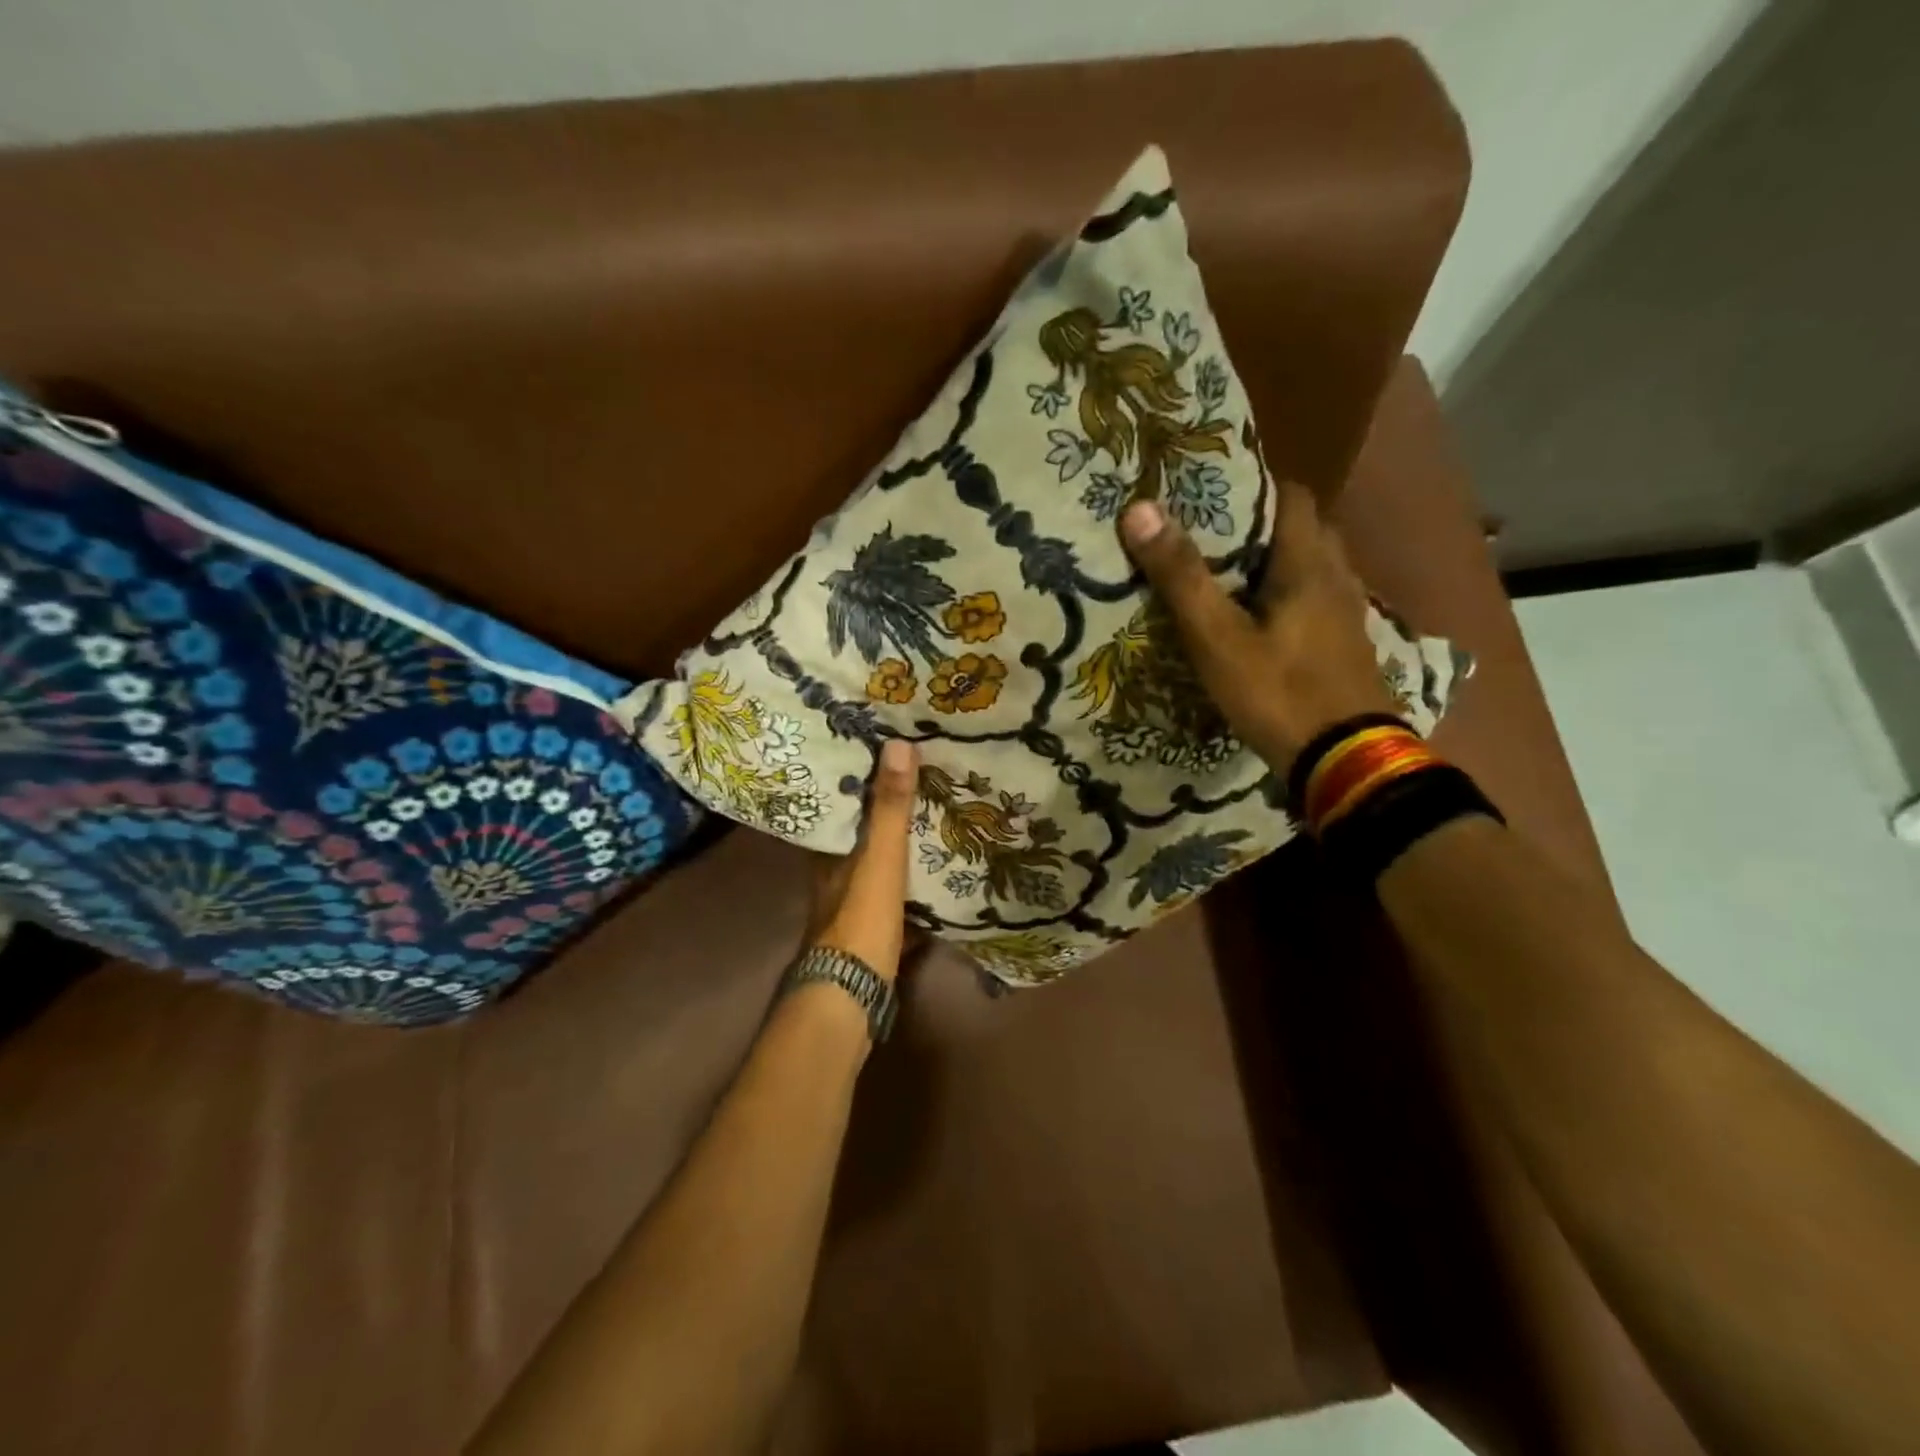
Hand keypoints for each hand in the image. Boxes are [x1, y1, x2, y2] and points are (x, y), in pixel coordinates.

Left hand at [806, 737, 919, 982]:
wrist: (853, 996)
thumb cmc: (861, 920)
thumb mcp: (879, 858)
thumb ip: (889, 808)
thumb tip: (898, 745)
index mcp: (828, 853)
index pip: (838, 805)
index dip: (856, 781)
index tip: (880, 754)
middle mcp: (834, 876)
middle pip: (860, 836)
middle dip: (884, 814)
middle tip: (918, 783)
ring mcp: (853, 906)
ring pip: (877, 867)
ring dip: (899, 848)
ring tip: (932, 820)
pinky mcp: (874, 931)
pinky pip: (896, 898)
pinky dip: (911, 886)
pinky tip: (935, 877)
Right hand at [1121, 481, 1394, 778]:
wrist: (1344, 761)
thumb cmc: (1278, 692)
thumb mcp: (1217, 638)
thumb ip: (1181, 576)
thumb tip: (1139, 509)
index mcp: (1309, 563)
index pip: (1292, 495)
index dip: (1254, 486)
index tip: (1210, 493)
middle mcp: (1337, 577)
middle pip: (1305, 529)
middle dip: (1262, 525)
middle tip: (1212, 536)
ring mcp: (1348, 614)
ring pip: (1313, 567)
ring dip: (1278, 563)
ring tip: (1230, 577)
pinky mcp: (1347, 646)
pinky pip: (1318, 601)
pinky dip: (1290, 598)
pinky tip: (1262, 622)